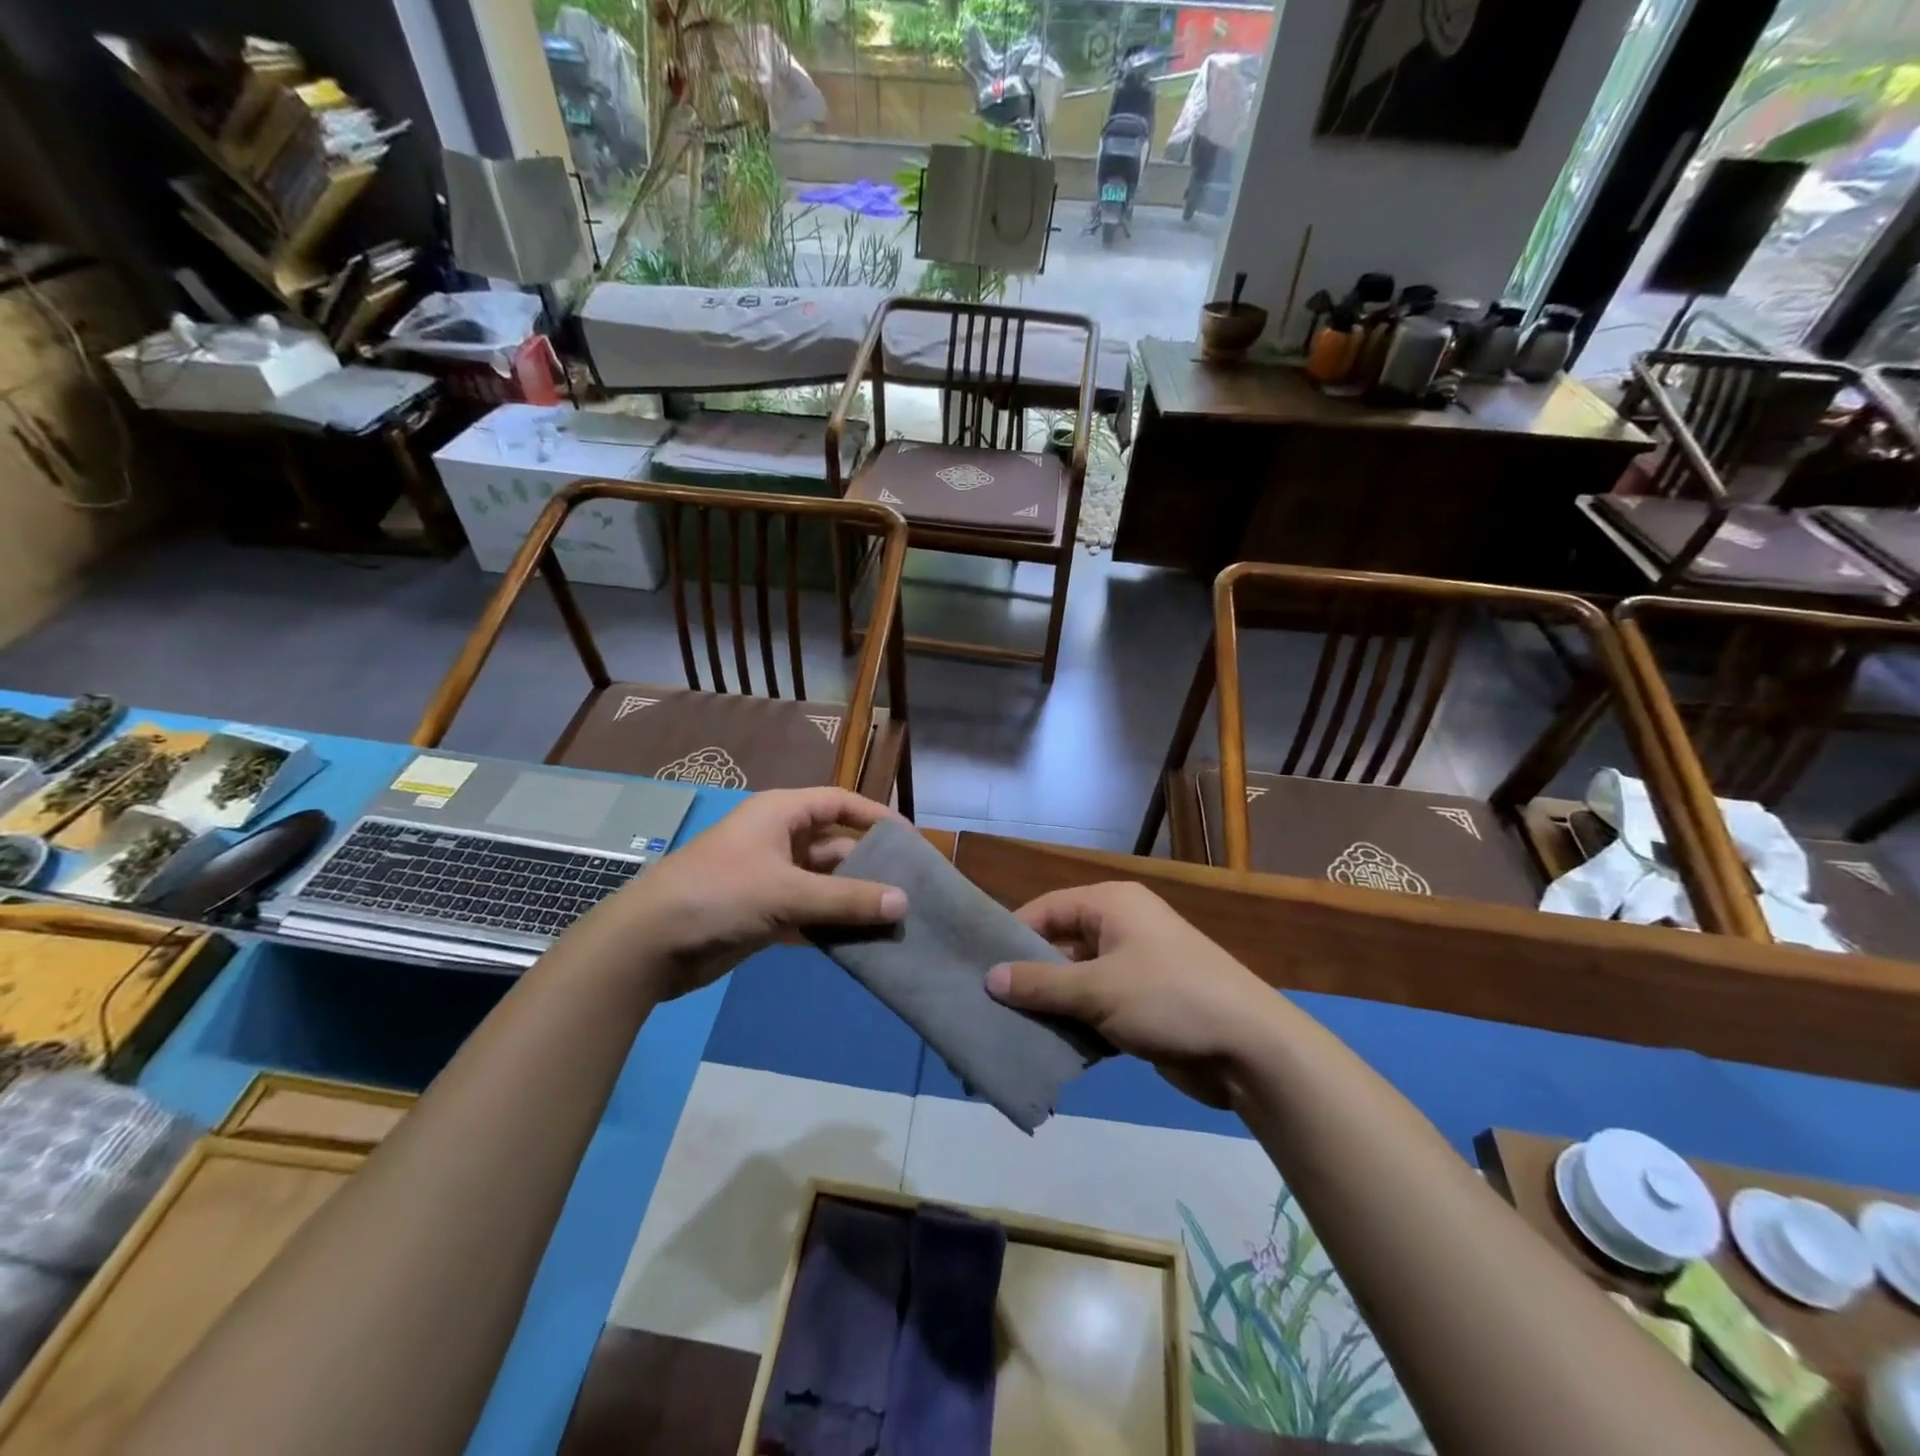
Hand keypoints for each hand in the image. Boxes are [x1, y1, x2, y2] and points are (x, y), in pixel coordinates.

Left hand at [596, 788, 907, 999]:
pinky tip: (861, 944)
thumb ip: (846, 899)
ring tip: (895, 920)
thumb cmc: (719, 895)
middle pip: (836, 846)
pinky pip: (809, 914)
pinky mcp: (763, 914)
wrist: (648, 944)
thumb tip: (904, 902)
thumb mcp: (787, 892)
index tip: (911, 841)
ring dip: (853, 901)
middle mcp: (778, 840)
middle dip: (870, 867)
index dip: (876, 817)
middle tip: (910, 890)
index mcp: (781, 814)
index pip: (840, 804)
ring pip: (824, 884)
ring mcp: (770, 878)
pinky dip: (831, 926)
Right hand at [987, 882, 1280, 1106]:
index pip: (1047, 909)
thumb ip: (1041, 984)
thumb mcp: (1098, 989)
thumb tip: (989, 978)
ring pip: (1077, 980)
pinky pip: (1097, 1007)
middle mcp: (1121, 927)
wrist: (1250, 1047)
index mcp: (1112, 905)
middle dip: (1029, 975)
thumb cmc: (1169, 998)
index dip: (1013, 934)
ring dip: (1051, 1005)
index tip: (979, 965)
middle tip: (988, 1002)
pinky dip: (1076, 1024)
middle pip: (1061, 944)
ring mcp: (1135, 967)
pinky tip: (1048, 1048)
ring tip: (1009, 1028)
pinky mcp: (1144, 1005)